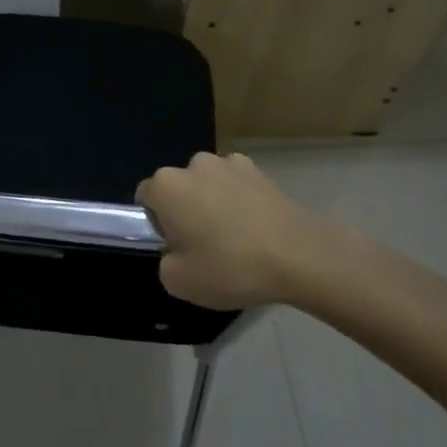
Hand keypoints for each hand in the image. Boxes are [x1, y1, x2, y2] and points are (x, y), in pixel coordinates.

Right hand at [136, 152, 329, 308]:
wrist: (301, 256)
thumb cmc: (231, 267)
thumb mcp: (179, 282)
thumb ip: (165, 263)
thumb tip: (176, 251)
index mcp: (167, 186)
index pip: (145, 197)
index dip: (156, 224)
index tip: (175, 247)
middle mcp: (194, 165)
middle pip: (178, 188)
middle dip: (185, 210)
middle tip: (204, 246)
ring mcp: (230, 164)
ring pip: (208, 184)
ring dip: (213, 203)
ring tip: (235, 238)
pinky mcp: (261, 171)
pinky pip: (237, 186)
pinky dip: (240, 201)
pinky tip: (256, 228)